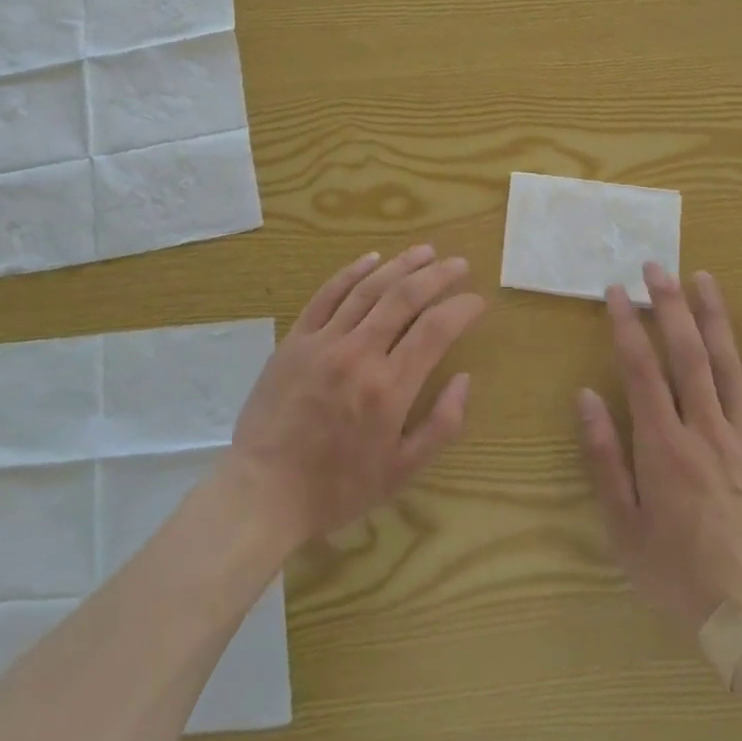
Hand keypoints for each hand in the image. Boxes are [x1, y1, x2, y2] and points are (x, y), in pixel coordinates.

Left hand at [223, 244, 486, 548]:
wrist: (264, 489)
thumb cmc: (337, 487)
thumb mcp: (401, 472)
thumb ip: (441, 425)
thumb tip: (465, 379)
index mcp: (390, 388)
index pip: (435, 330)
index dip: (461, 309)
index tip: (477, 301)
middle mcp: (359, 353)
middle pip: (405, 298)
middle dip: (437, 275)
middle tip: (459, 264)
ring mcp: (324, 341)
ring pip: (368, 289)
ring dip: (401, 265)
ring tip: (425, 251)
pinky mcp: (296, 338)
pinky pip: (327, 295)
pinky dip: (351, 272)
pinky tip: (372, 258)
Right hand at [577, 263, 741, 633]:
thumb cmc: (677, 574)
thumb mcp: (622, 526)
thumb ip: (603, 457)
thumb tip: (586, 395)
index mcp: (664, 446)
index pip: (642, 369)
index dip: (626, 325)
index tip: (614, 291)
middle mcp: (705, 430)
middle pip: (687, 354)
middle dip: (669, 304)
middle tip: (655, 266)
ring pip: (729, 365)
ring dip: (714, 317)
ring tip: (702, 277)